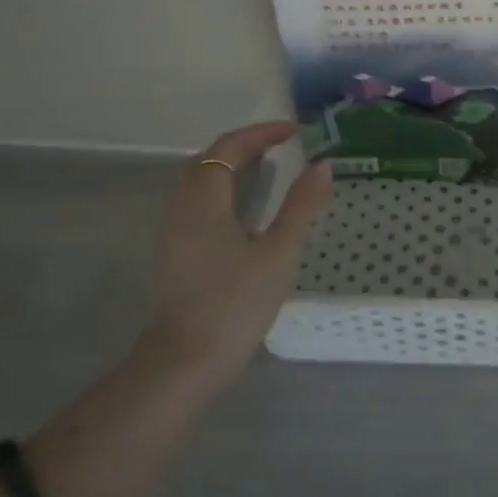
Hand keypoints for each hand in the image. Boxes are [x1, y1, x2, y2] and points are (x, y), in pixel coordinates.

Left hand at [143, 121, 331, 383]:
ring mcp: (175, 236)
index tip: (292, 131)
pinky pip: (200, 204)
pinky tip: (247, 210)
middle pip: (208, 162)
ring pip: (200, 184)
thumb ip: (301, 207)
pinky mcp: (178, 257)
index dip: (259, 134)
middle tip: (280, 144)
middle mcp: (182, 211)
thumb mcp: (279, 252)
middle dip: (243, 146)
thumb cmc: (235, 304)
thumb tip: (322, 166)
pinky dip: (225, 190)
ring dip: (232, 168)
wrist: (185, 365)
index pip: (228, 149)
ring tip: (268, 168)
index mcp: (204, 203)